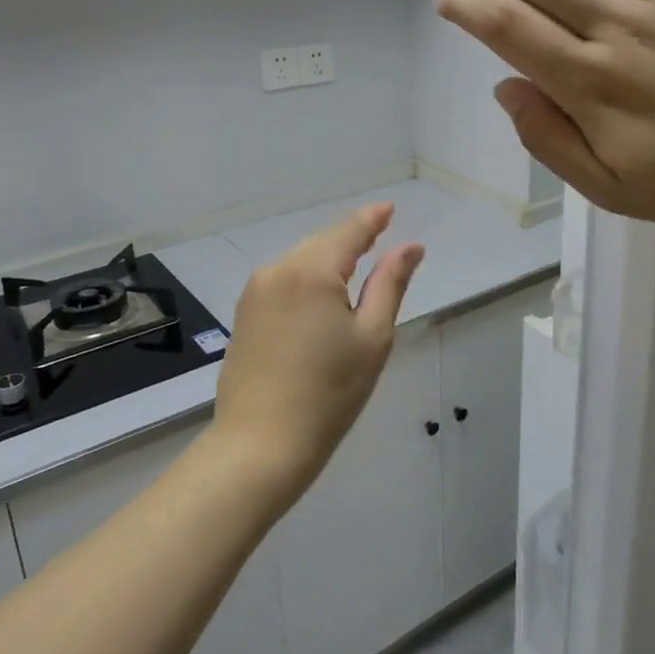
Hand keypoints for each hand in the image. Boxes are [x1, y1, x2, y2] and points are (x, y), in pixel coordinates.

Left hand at [212, 203, 424, 499]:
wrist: (260, 445)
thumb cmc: (328, 393)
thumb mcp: (372, 337)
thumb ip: (390, 284)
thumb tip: (410, 246)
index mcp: (311, 271)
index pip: (348, 232)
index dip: (372, 219)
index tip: (390, 208)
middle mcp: (277, 270)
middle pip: (322, 243)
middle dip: (351, 239)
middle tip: (379, 237)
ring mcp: (255, 291)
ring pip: (301, 261)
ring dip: (328, 259)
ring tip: (356, 265)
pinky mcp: (244, 313)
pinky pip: (283, 280)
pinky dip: (307, 278)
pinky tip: (322, 294)